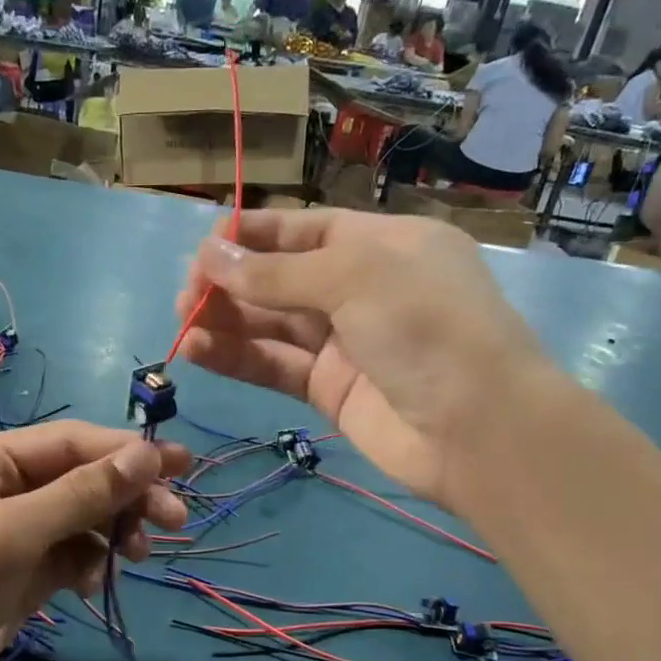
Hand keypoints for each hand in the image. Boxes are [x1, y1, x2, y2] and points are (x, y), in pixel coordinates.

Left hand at [0, 423, 190, 660]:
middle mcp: (0, 485)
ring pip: (83, 516)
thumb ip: (81, 494)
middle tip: (177, 518)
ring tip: (139, 556)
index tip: (182, 463)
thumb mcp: (11, 535)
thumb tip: (147, 455)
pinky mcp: (23, 569)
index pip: (70, 442)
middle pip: (81, 478)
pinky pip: (72, 553)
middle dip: (128, 495)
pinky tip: (93, 585)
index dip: (127, 451)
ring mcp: (13, 530)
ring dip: (114, 531)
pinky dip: (90, 563)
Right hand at [177, 208, 547, 509]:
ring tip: (183, 322)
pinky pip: (275, 365)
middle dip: (232, 282)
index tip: (205, 246)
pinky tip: (199, 351)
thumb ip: (277, 272)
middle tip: (187, 294)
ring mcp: (345, 343)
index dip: (254, 235)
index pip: (306, 230)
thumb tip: (210, 255)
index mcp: (382, 246)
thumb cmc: (425, 327)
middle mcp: (361, 290)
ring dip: (226, 321)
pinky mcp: (329, 391)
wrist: (476, 429)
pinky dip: (237, 358)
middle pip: (282, 278)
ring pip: (272, 324)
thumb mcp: (354, 277)